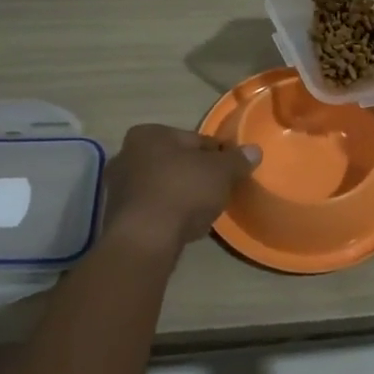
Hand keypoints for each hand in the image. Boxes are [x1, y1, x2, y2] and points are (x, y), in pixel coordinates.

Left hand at [101, 125, 259, 251]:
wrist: (146, 239)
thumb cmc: (183, 191)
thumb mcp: (220, 172)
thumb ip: (237, 160)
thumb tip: (254, 150)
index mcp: (148, 134)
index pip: (194, 139)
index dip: (217, 154)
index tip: (231, 169)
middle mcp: (127, 154)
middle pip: (175, 162)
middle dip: (196, 174)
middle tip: (218, 190)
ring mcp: (119, 187)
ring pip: (163, 185)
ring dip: (182, 195)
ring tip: (204, 211)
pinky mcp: (118, 216)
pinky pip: (153, 208)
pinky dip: (169, 213)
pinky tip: (185, 226)